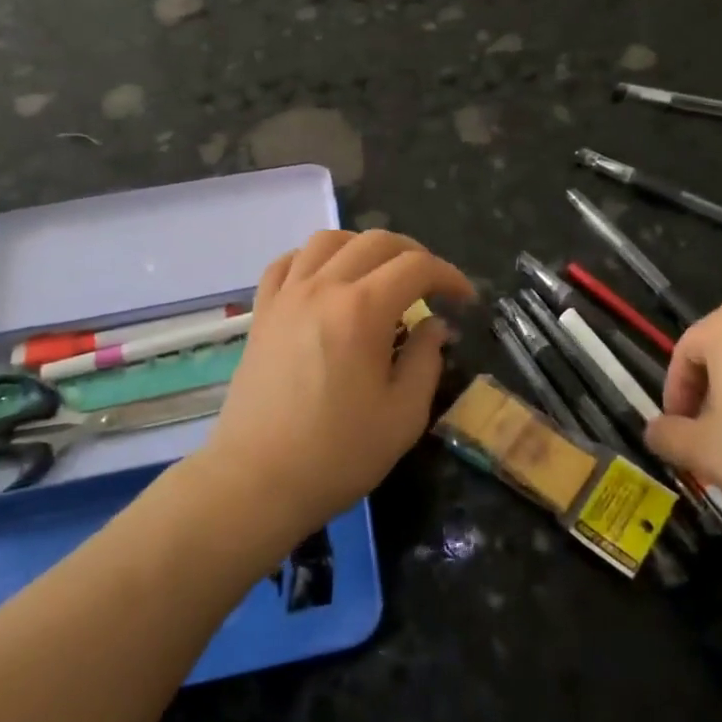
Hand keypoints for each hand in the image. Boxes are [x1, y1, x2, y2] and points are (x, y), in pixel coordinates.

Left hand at [200, 230, 473, 539]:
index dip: (449, 276)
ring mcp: (287, 296)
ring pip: (328, 240)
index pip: (416, 267)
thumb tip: (434, 325)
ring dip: (363, 247)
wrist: (257, 481)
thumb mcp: (403, 415)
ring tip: (380, 273)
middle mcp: (323, 288)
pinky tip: (326, 279)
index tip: (464, 299)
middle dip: (414, 254)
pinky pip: (287, 262)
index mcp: (362, 310)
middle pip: (375, 242)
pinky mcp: (263, 312)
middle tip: (431, 284)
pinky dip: (314, 258)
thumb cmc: (337, 454)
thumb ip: (426, 359)